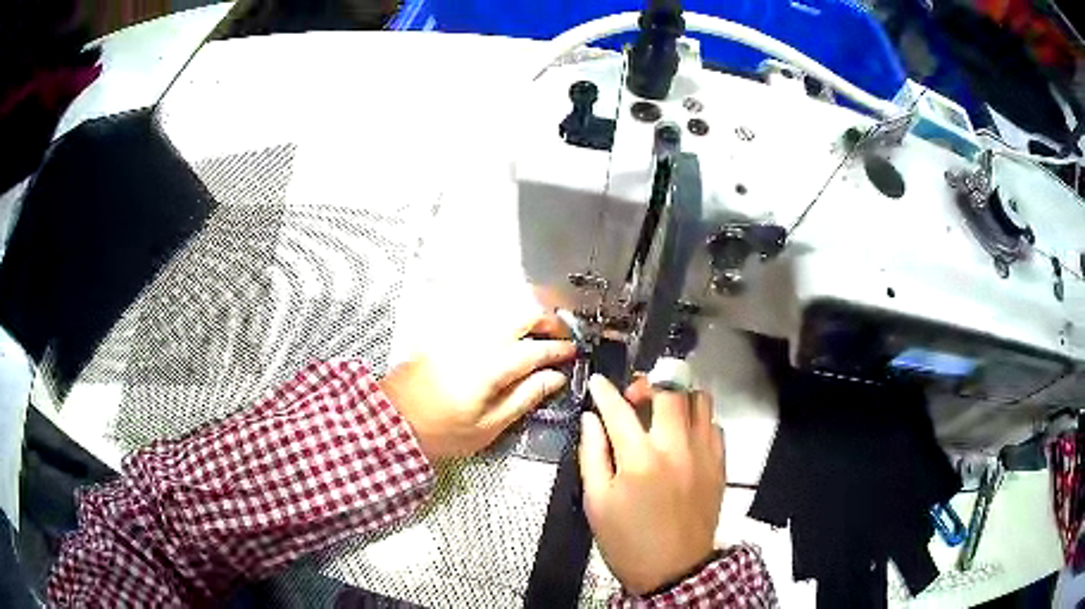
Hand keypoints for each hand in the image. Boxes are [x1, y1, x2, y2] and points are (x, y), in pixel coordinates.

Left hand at [380, 315, 575, 460]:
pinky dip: (504, 320)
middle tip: (560, 336)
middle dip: (546, 320)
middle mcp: (477, 339)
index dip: (558, 349)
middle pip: (520, 314)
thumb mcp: (489, 426)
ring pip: (501, 310)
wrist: (393, 420)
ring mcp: (459, 333)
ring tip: (539, 335)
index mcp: (491, 365)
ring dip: (526, 316)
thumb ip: (525, 398)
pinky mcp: (446, 334)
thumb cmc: (443, 431)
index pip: (535, 348)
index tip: (574, 351)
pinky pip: (483, 317)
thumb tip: (554, 378)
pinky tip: (508, 336)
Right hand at [579, 374, 724, 595]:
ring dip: (679, 396)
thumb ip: (592, 454)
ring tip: (662, 412)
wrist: (673, 569)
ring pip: (700, 399)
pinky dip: (698, 420)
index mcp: (639, 458)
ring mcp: (703, 453)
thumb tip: (592, 419)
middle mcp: (676, 447)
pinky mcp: (720, 464)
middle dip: (648, 382)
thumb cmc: (627, 540)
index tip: (598, 382)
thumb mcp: (596, 502)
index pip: (619, 409)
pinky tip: (684, 436)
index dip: (605, 391)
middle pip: (670, 389)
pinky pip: (714, 424)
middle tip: (635, 398)